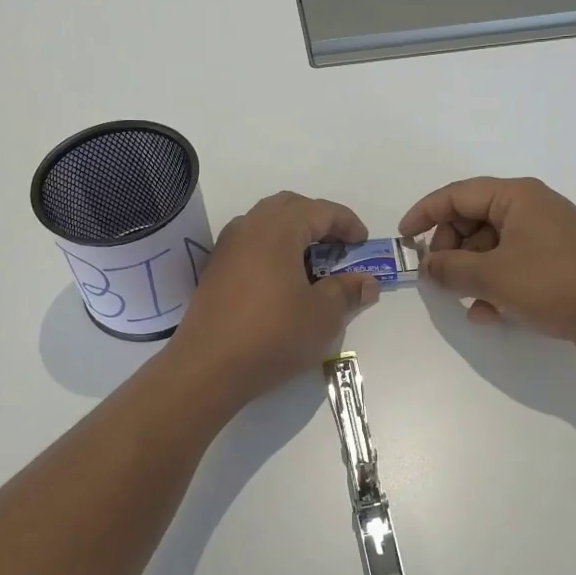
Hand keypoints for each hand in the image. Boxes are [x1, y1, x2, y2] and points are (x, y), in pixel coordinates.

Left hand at [170, 192, 380, 402]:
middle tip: (338, 246)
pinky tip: (283, 281)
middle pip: (289, 207)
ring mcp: (226, 248)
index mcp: (278, 228)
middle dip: (318, 220)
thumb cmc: (273, 335)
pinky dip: (272, 250)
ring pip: (266, 223)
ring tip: (313, 264)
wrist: (208, 368)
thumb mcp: (323, 315)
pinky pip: (250, 244)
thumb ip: (347, 291)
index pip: (320, 210)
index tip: (363, 243)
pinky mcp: (215, 270)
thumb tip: (367, 282)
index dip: (347, 223)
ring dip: (293, 234)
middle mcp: (249, 227)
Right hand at [400, 177, 575, 362]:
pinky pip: (513, 267)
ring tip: (465, 300)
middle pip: (473, 220)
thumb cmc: (554, 283)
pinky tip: (488, 314)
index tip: (403, 239)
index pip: (457, 194)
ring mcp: (546, 237)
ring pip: (491, 247)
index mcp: (516, 196)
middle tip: (439, 277)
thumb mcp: (493, 276)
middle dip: (451, 249)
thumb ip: (451, 268)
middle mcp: (531, 209)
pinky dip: (495, 285)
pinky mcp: (557, 264)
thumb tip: (428, 266)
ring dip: (472, 273)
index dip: (425, 214)